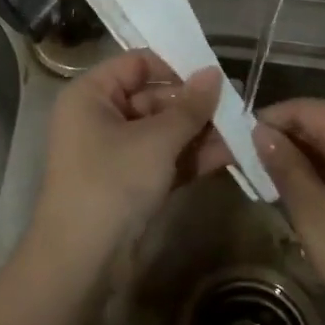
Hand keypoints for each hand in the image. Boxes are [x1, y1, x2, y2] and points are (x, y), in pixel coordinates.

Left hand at [32, 51, 225, 266]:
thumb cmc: (112, 182)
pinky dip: (190, 157)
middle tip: (237, 107)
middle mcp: (99, 116)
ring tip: (243, 131)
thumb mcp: (156, 140)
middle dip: (194, 105)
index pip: (137, 63)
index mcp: (92, 94)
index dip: (175, 65)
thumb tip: (215, 73)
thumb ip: (189, 106)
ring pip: (162, 131)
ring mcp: (114, 152)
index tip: (214, 74)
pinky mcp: (129, 182)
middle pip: (152, 97)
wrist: (81, 260)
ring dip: (199, 132)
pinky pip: (163, 158)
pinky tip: (230, 155)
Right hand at [250, 99, 324, 324]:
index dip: (273, 117)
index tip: (241, 140)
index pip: (309, 107)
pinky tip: (312, 196)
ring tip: (275, 181)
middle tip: (252, 163)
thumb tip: (262, 132)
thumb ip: (285, 166)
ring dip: (309, 155)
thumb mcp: (313, 215)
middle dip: (289, 136)